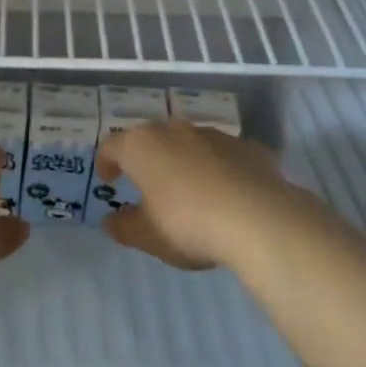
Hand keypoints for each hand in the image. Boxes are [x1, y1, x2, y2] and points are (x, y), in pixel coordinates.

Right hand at [96, 121, 303, 269]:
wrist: (259, 219)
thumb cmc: (188, 224)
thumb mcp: (148, 236)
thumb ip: (125, 227)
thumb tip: (111, 221)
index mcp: (142, 146)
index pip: (112, 145)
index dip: (106, 162)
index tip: (109, 181)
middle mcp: (174, 130)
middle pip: (151, 138)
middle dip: (146, 158)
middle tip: (147, 183)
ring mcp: (214, 135)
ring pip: (189, 142)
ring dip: (183, 160)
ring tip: (189, 189)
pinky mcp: (247, 147)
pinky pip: (223, 155)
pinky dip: (218, 169)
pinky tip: (227, 194)